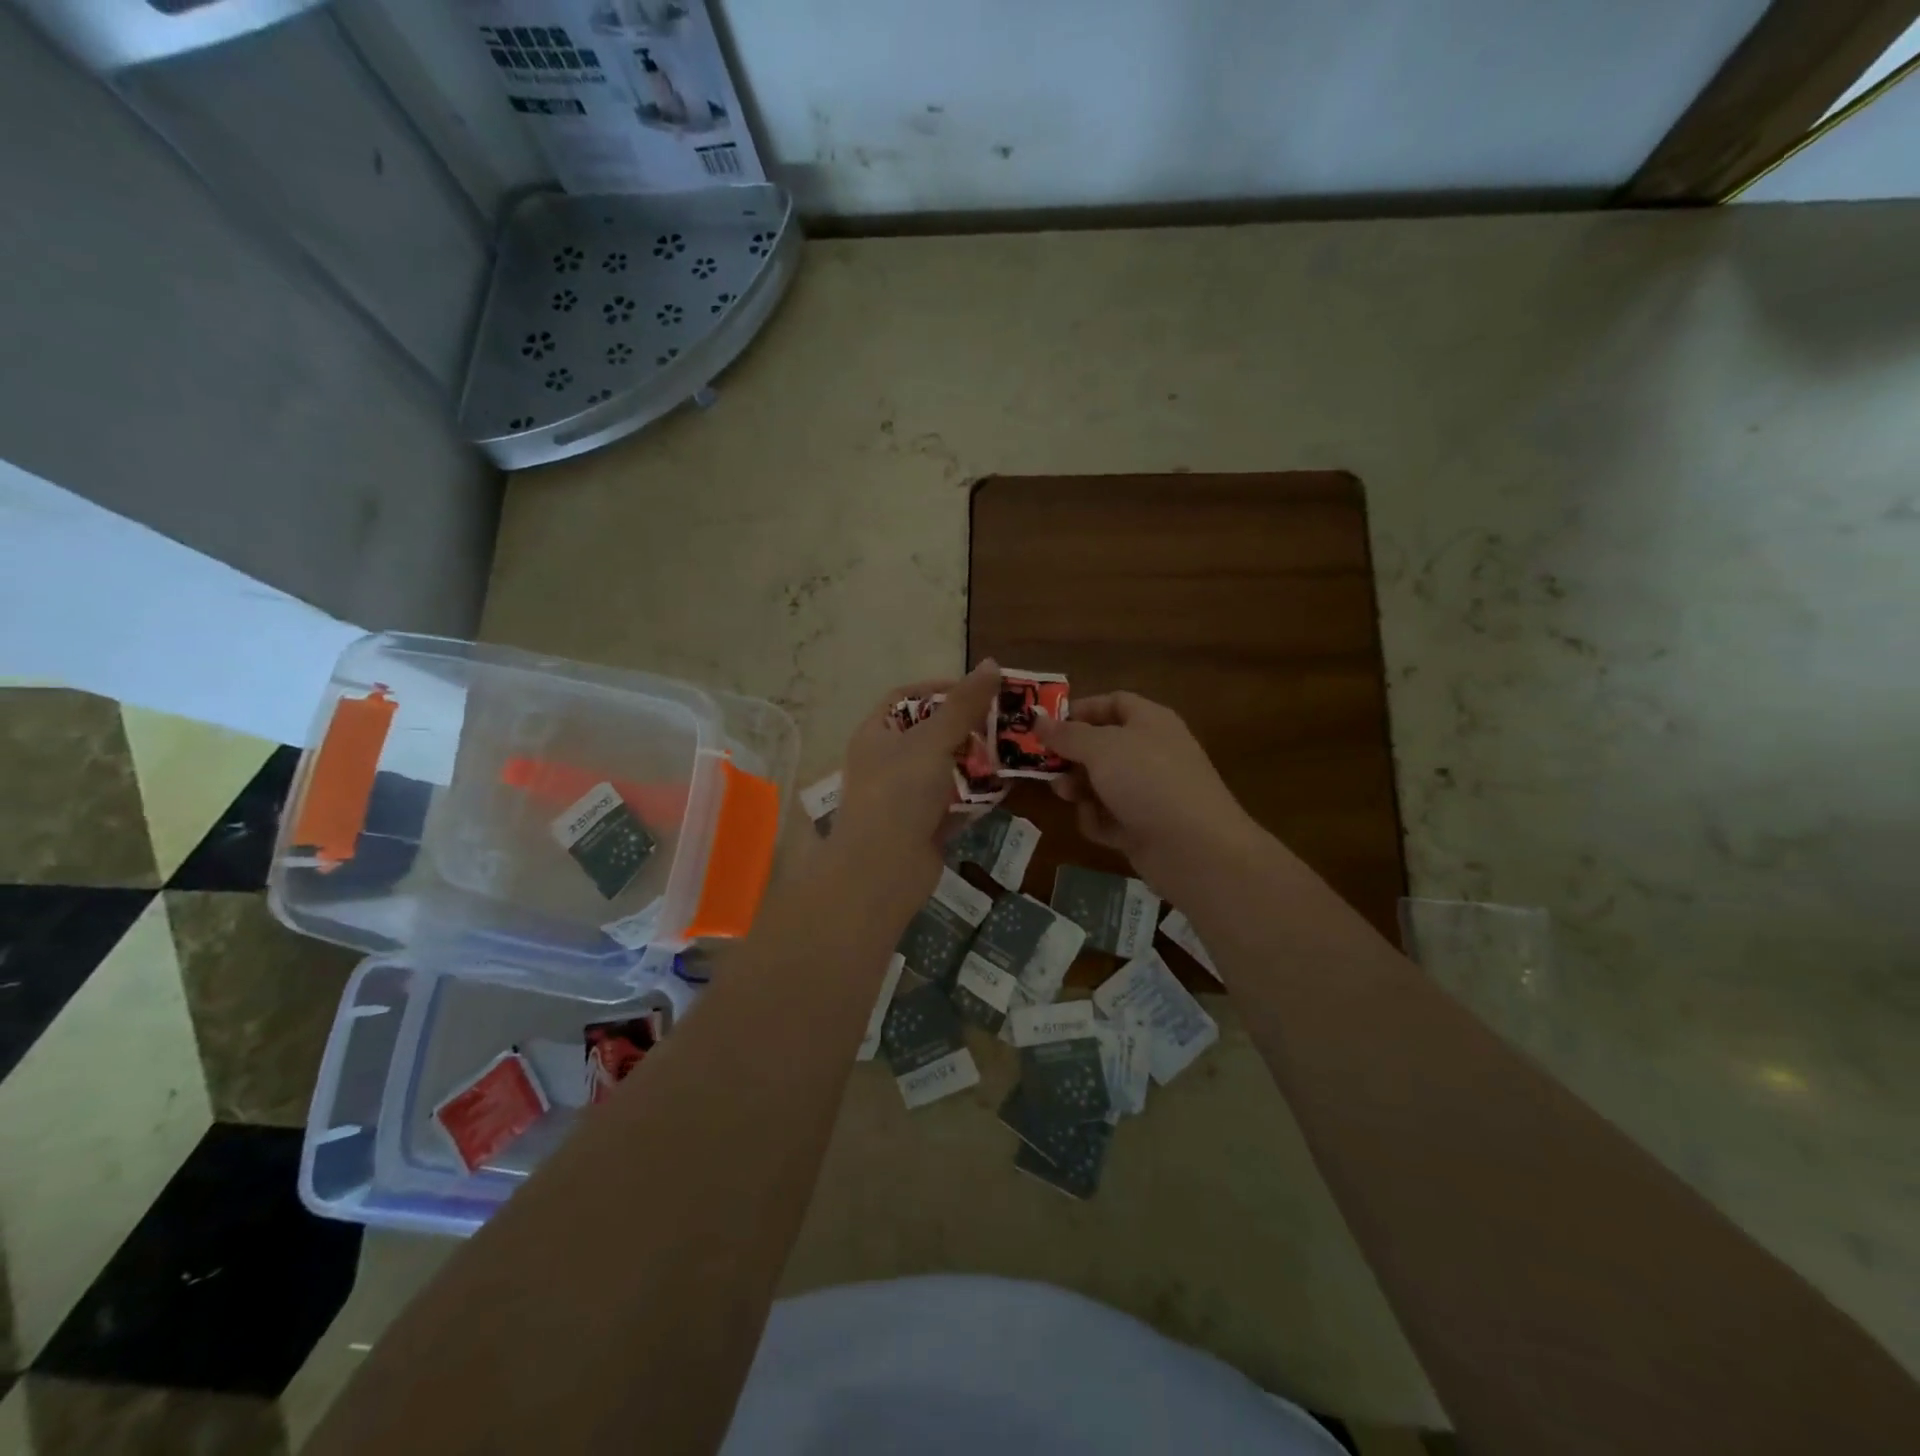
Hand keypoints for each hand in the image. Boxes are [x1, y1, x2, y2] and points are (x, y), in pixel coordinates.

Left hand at [825, 660, 1000, 919]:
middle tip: (1006, 721)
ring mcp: (906, 797)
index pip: (906, 697)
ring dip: (977, 761)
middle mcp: (888, 762)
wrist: (882, 871)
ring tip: (1013, 750)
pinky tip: (1005, 787)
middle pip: (931, 733)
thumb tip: (991, 663)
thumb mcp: (932, 740)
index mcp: (876, 734)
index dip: (939, 688)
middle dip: (968, 727)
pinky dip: (977, 796)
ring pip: (946, 769)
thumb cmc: (899, 793)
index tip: (978, 689)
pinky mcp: (925, 826)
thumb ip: (963, 704)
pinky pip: (955, 803)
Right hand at [1036, 691, 1260, 893]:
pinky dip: (1099, 820)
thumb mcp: (1101, 748)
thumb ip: (1066, 735)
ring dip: (1079, 789)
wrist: (1195, 848)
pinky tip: (1097, 825)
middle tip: (1047, 766)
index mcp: (1150, 722)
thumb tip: (1037, 720)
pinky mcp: (1145, 827)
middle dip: (1072, 756)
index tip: (1048, 726)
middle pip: (1103, 746)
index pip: (1113, 703)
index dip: (1081, 710)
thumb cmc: (1147, 781)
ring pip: (1103, 784)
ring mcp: (1150, 793)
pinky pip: (1111, 817)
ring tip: (1067, 796)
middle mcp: (1152, 752)